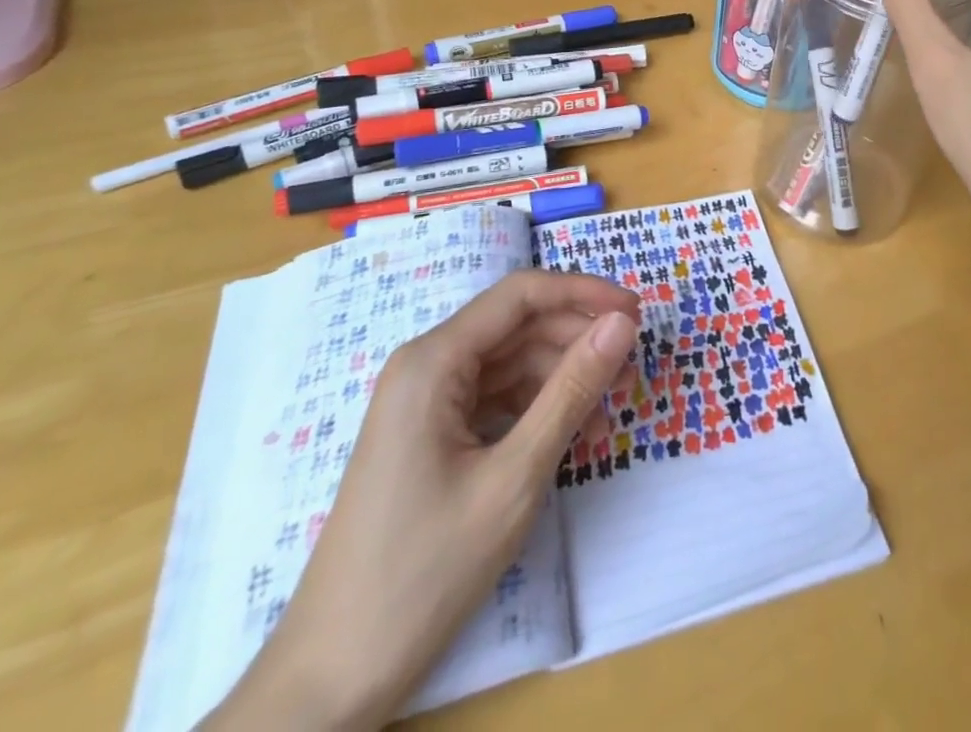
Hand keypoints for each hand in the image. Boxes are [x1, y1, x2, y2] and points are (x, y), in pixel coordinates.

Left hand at [207, 270, 639, 731]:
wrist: (333, 678)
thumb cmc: (425, 571)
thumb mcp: (515, 477)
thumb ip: (571, 391)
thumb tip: (622, 324)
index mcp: (433, 360)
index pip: (521, 294)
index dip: (584, 293)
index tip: (637, 312)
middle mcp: (426, 366)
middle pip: (517, 327)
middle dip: (577, 339)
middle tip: (631, 368)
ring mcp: (425, 402)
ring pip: (510, 363)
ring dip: (561, 378)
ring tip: (607, 411)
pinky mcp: (430, 434)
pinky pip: (495, 398)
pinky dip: (536, 408)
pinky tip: (570, 435)